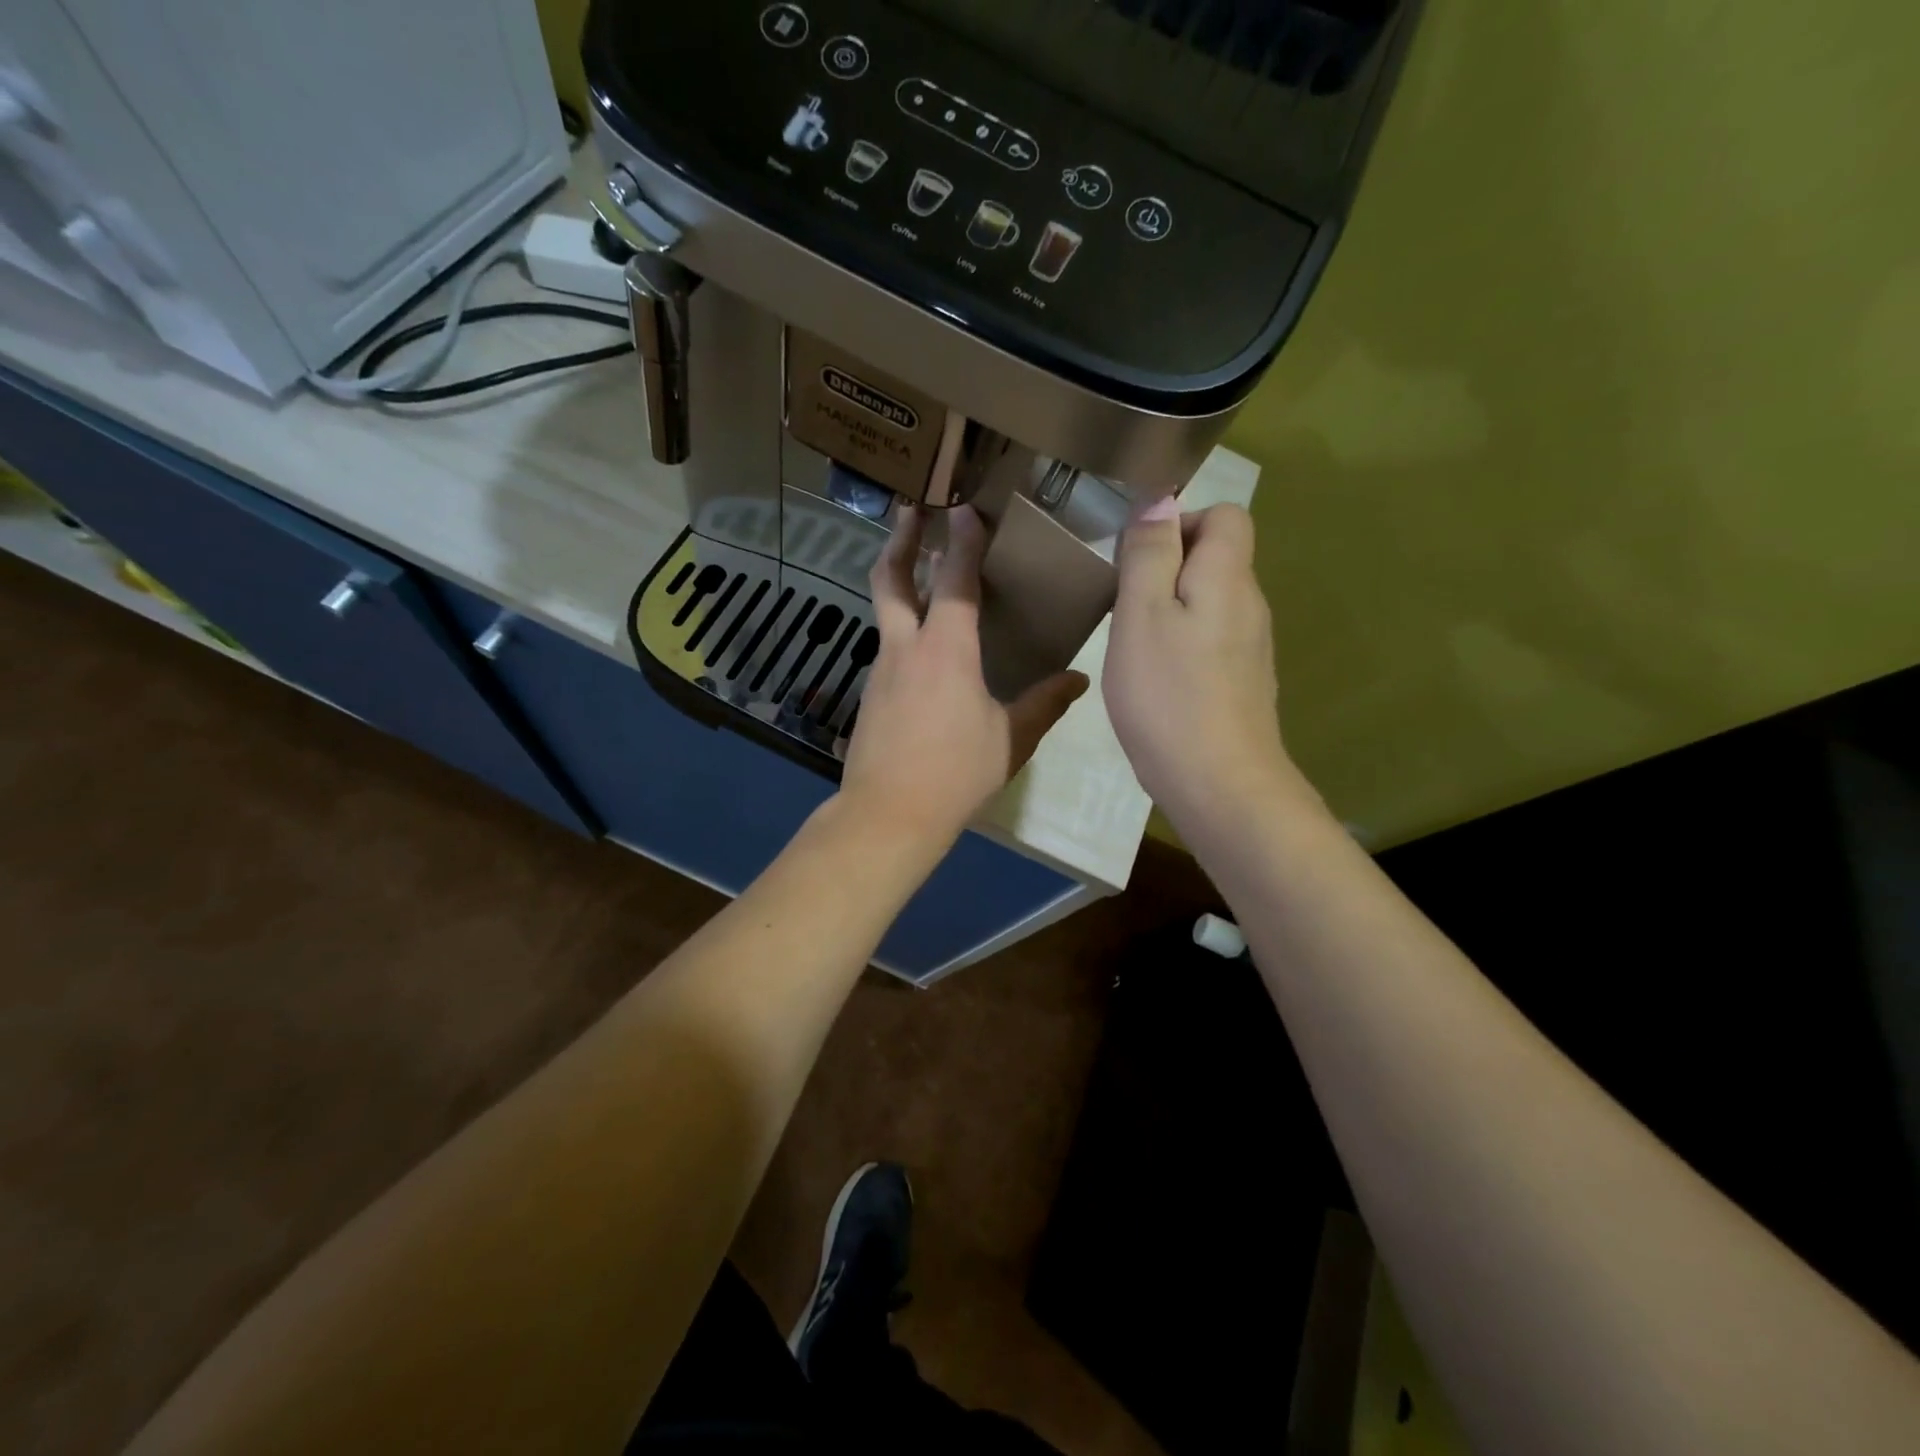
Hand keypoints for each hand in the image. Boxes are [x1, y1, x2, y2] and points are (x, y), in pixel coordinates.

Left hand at [840, 505, 1088, 850]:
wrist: (888, 814)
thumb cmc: (956, 773)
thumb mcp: (1011, 739)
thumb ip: (1044, 704)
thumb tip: (1078, 680)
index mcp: (947, 650)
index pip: (954, 579)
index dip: (962, 540)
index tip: (965, 508)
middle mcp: (907, 648)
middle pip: (891, 579)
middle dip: (901, 540)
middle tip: (911, 511)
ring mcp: (882, 670)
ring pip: (886, 611)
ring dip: (901, 582)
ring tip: (921, 569)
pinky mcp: (872, 694)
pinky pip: (890, 646)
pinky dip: (904, 627)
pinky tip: (924, 646)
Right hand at [1104, 499, 1299, 834]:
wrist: (1218, 783)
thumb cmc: (1168, 695)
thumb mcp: (1141, 615)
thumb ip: (1149, 554)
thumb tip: (1160, 501)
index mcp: (1228, 577)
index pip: (1226, 516)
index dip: (1182, 521)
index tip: (1138, 557)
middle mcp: (1250, 604)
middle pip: (1218, 558)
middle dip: (1169, 567)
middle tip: (1124, 604)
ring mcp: (1251, 648)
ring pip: (1212, 602)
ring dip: (1172, 608)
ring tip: (1132, 642)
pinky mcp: (1243, 683)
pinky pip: (1212, 640)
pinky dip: (1183, 644)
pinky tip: (1157, 679)